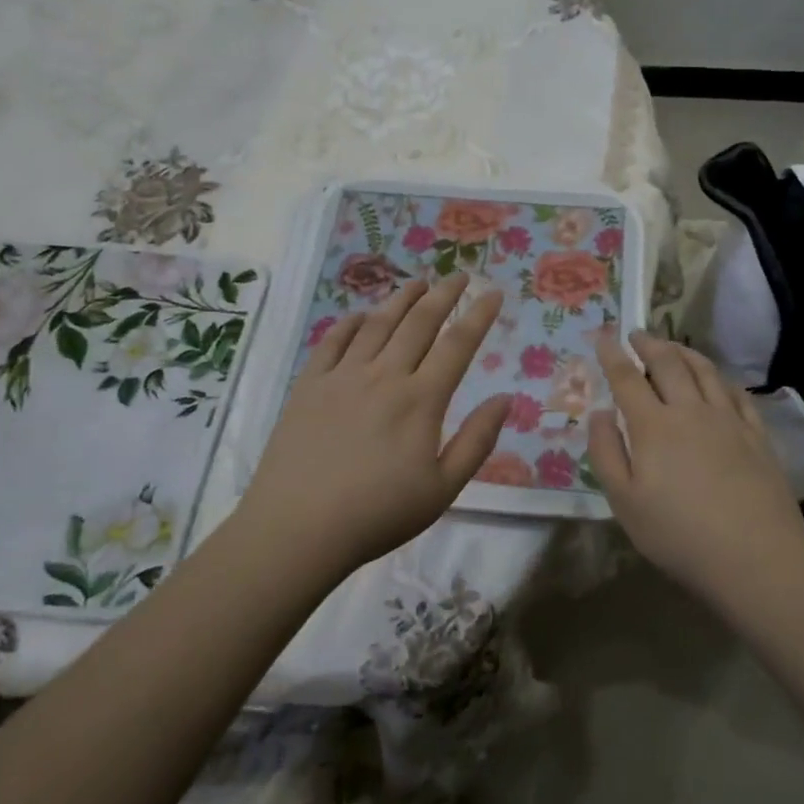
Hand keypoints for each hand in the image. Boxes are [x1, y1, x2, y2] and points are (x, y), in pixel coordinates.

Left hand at [237, 274, 510, 579]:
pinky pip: (333, 341)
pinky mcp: (309, 385)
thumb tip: (506, 398)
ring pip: (378, 323)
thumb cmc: (378, 514)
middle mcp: (385, 375)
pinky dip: (351, 322)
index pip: (458, 344)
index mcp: (421, 399)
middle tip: (459, 275)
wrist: (298, 528)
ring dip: (401, 298)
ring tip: (418, 282)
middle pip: (420, 322)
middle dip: (444, 294)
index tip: (493, 292)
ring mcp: (343, 376)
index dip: (479, 315)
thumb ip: (477, 441)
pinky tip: (361, 315)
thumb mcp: (443, 489)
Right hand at [588, 330, 803, 600]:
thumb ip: (606, 453)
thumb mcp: (624, 503)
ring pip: (704, 371)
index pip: (627, 378)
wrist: (756, 557)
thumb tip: (599, 413)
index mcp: (653, 426)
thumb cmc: (679, 535)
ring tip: (672, 345)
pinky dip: (720, 378)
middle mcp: (690, 411)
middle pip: (668, 364)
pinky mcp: (757, 435)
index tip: (604, 336)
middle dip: (649, 344)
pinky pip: (736, 393)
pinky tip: (717, 379)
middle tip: (637, 334)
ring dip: (684, 351)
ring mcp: (728, 420)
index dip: (613, 355)